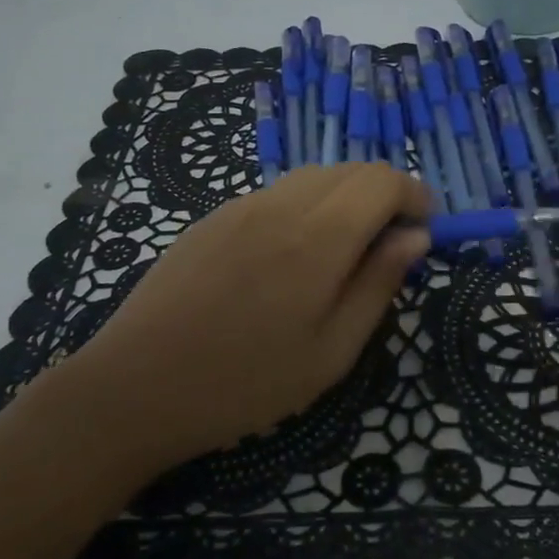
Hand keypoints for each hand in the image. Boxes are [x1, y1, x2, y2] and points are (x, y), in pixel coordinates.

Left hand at [59, 164, 428, 465]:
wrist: (134, 387)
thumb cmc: (245, 383)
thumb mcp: (331, 352)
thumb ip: (379, 285)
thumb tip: (416, 238)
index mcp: (317, 238)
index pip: (382, 180)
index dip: (414, 196)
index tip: (423, 233)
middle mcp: (279, 205)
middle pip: (350, 170)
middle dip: (383, 197)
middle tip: (387, 250)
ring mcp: (239, 206)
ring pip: (312, 178)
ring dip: (344, 200)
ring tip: (341, 257)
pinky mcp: (212, 218)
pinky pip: (276, 194)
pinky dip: (305, 208)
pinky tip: (289, 260)